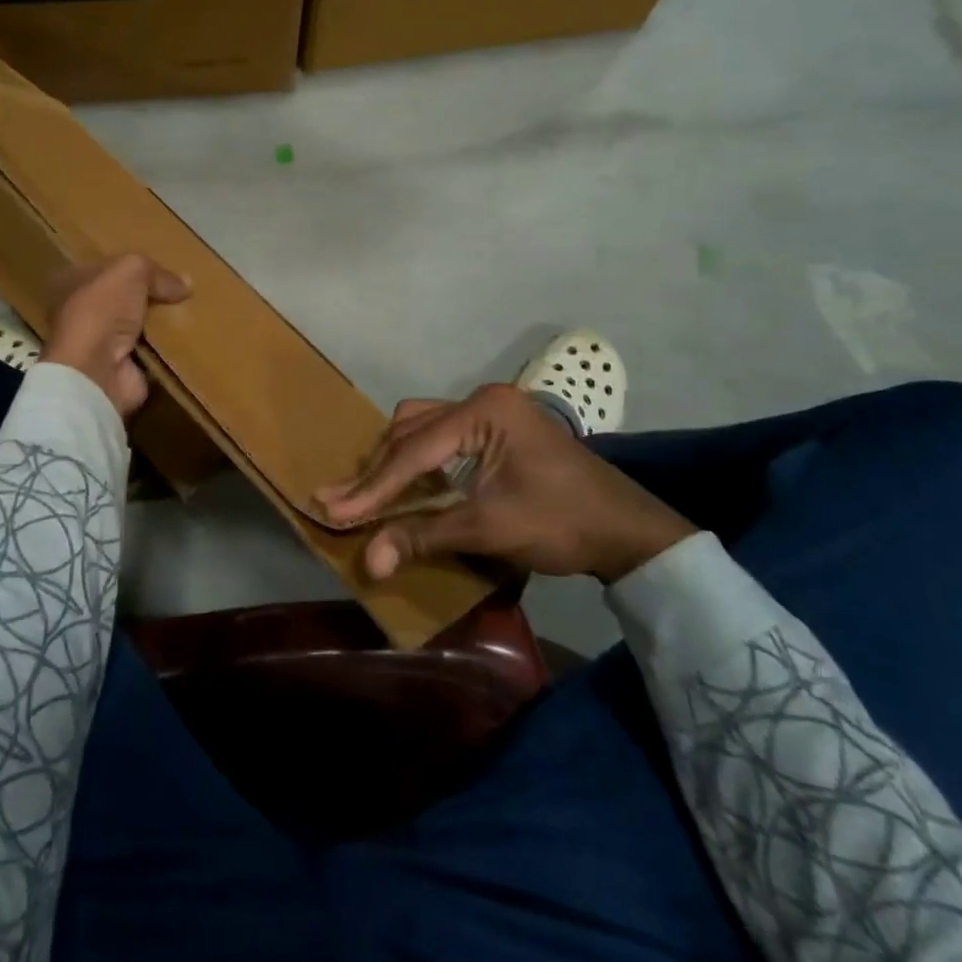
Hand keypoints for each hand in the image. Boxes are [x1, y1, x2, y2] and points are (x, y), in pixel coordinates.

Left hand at [43, 254, 191, 418]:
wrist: (96, 371)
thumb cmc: (102, 312)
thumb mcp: (130, 271)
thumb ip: (156, 272)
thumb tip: (185, 284)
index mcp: (72, 284)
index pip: (107, 270)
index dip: (135, 268)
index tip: (166, 269)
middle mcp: (82, 313)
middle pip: (124, 299)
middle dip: (151, 297)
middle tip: (183, 293)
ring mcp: (100, 345)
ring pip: (138, 326)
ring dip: (162, 325)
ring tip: (193, 314)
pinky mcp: (121, 369)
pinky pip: (151, 353)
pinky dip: (167, 350)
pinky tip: (189, 340)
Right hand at [313, 384, 696, 583]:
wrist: (628, 531)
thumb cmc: (560, 523)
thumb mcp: (488, 528)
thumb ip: (423, 535)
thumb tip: (368, 561)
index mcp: (483, 411)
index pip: (414, 450)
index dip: (373, 486)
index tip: (333, 509)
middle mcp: (482, 400)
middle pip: (412, 430)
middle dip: (378, 470)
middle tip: (341, 501)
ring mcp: (492, 412)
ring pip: (423, 428)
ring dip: (395, 461)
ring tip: (367, 495)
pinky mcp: (497, 429)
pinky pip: (442, 437)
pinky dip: (419, 461)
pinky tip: (406, 484)